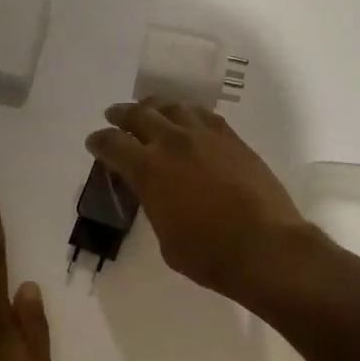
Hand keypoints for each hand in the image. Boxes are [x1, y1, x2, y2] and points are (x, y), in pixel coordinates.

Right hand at [85, 101, 310, 300]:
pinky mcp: (232, 138)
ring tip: (151, 112)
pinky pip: (204, 115)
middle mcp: (173, 143)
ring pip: (173, 107)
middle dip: (122, 114)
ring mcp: (205, 136)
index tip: (94, 142)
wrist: (265, 246)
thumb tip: (155, 192)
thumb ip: (153, 204)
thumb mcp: (165, 236)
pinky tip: (188, 121)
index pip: (112, 144)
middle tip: (115, 116)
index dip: (99, 141)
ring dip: (156, 108)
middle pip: (140, 114)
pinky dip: (188, 114)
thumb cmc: (209, 254)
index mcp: (148, 169)